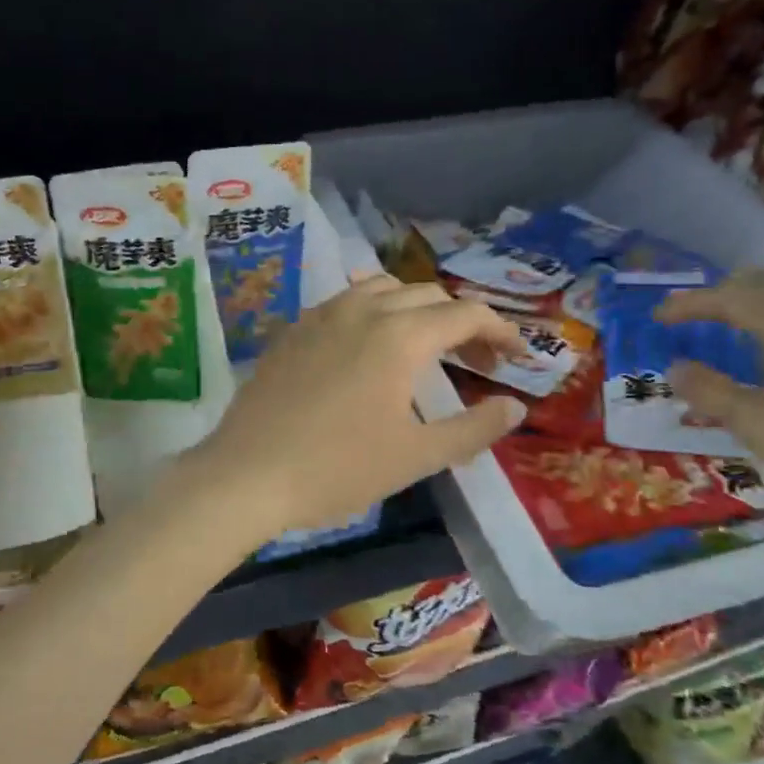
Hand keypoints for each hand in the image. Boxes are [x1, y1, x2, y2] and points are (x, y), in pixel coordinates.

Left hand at [187, 275, 526, 540]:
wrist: (246, 475)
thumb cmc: (337, 469)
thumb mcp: (416, 456)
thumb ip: (473, 428)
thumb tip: (514, 406)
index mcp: (400, 336)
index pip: (466, 314)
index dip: (501, 331)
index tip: (518, 357)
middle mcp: (363, 310)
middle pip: (428, 295)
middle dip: (462, 321)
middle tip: (476, 360)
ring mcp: (321, 315)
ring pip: (382, 288)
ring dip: (416, 308)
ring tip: (425, 344)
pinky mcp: (293, 330)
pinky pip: (345, 302)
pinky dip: (374, 312)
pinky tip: (368, 347)